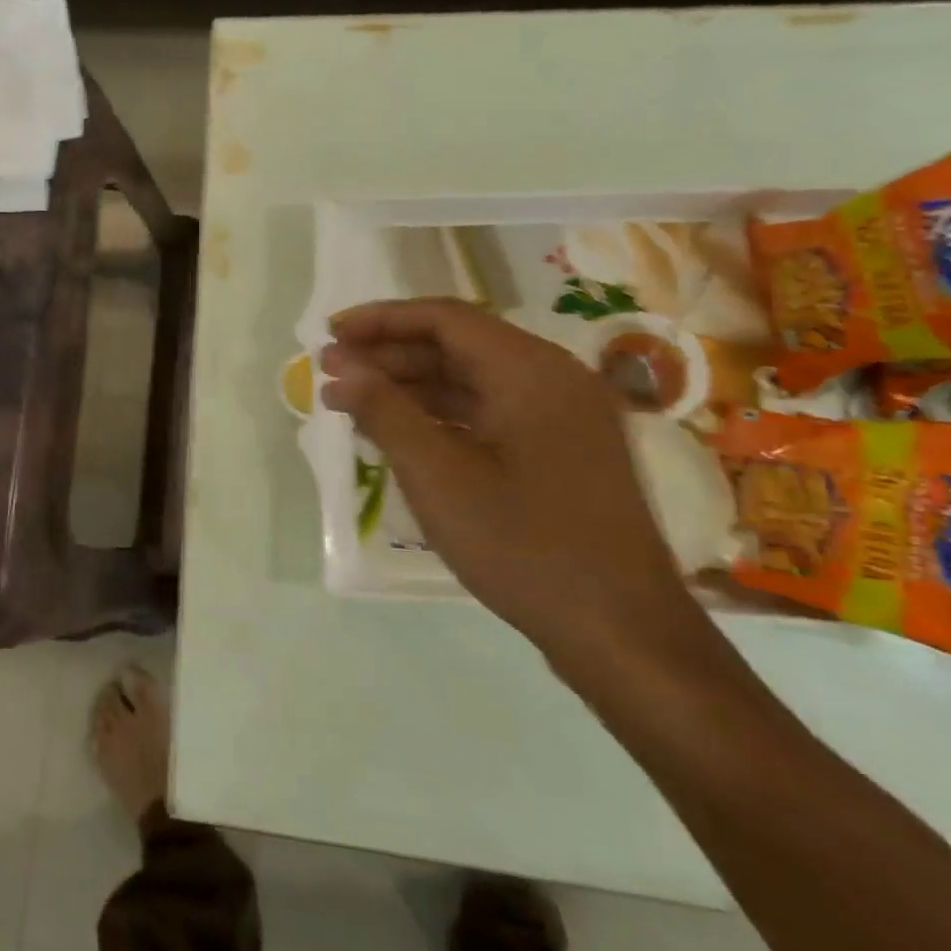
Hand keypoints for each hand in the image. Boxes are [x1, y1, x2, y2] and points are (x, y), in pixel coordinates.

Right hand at [320, 298, 705, 661]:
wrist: (621, 632)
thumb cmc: (523, 545)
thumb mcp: (437, 475)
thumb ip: (385, 412)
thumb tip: (341, 371)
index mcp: (531, 371)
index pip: (444, 319)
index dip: (380, 320)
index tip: (329, 335)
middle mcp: (552, 379)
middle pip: (458, 345)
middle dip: (389, 354)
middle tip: (331, 370)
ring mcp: (561, 417)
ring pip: (472, 380)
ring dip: (410, 385)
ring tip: (352, 401)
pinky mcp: (560, 452)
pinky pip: (488, 412)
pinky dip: (439, 414)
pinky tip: (399, 432)